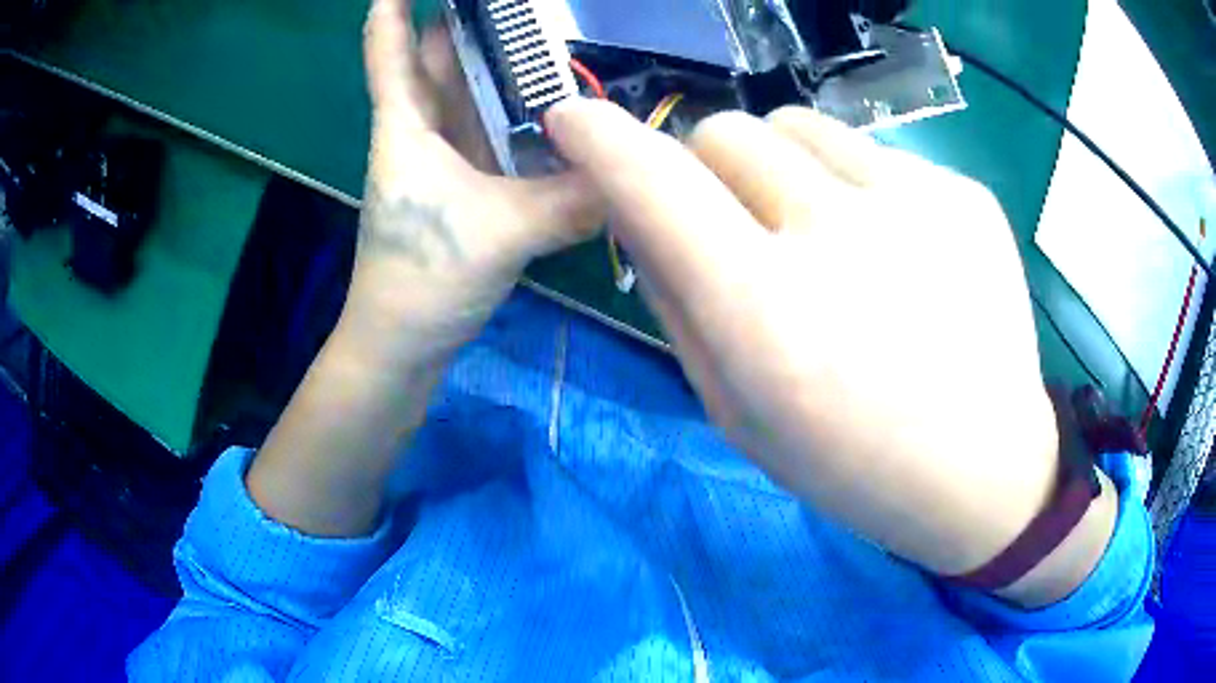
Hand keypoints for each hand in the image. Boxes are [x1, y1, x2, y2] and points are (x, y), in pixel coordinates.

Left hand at [348, 0, 601, 356]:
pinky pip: (497, 127)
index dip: (392, 3)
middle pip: (441, 53)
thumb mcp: (497, 233)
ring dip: (502, 57)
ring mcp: (448, 154)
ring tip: (552, 28)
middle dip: (470, 15)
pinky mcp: (470, 181)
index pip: (387, 46)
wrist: (404, 342)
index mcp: (408, 123)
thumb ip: (569, 202)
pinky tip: (562, 100)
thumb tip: (639, 175)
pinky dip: (523, 109)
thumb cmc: (422, 279)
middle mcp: (425, 127)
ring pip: (473, 88)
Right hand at [547, 100, 1115, 605]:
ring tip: (824, 234)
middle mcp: (840, 238)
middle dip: (706, 167)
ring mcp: (916, 203)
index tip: (570, 119)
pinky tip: (897, 253)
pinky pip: (874, 155)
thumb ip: (675, 303)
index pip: (655, 185)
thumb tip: (637, 210)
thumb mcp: (738, 413)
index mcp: (768, 315)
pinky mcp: (963, 194)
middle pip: (725, 132)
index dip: (600, 140)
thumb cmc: (852, 466)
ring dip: (782, 167)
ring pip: (797, 126)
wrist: (984, 470)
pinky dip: (857, 188)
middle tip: (738, 222)